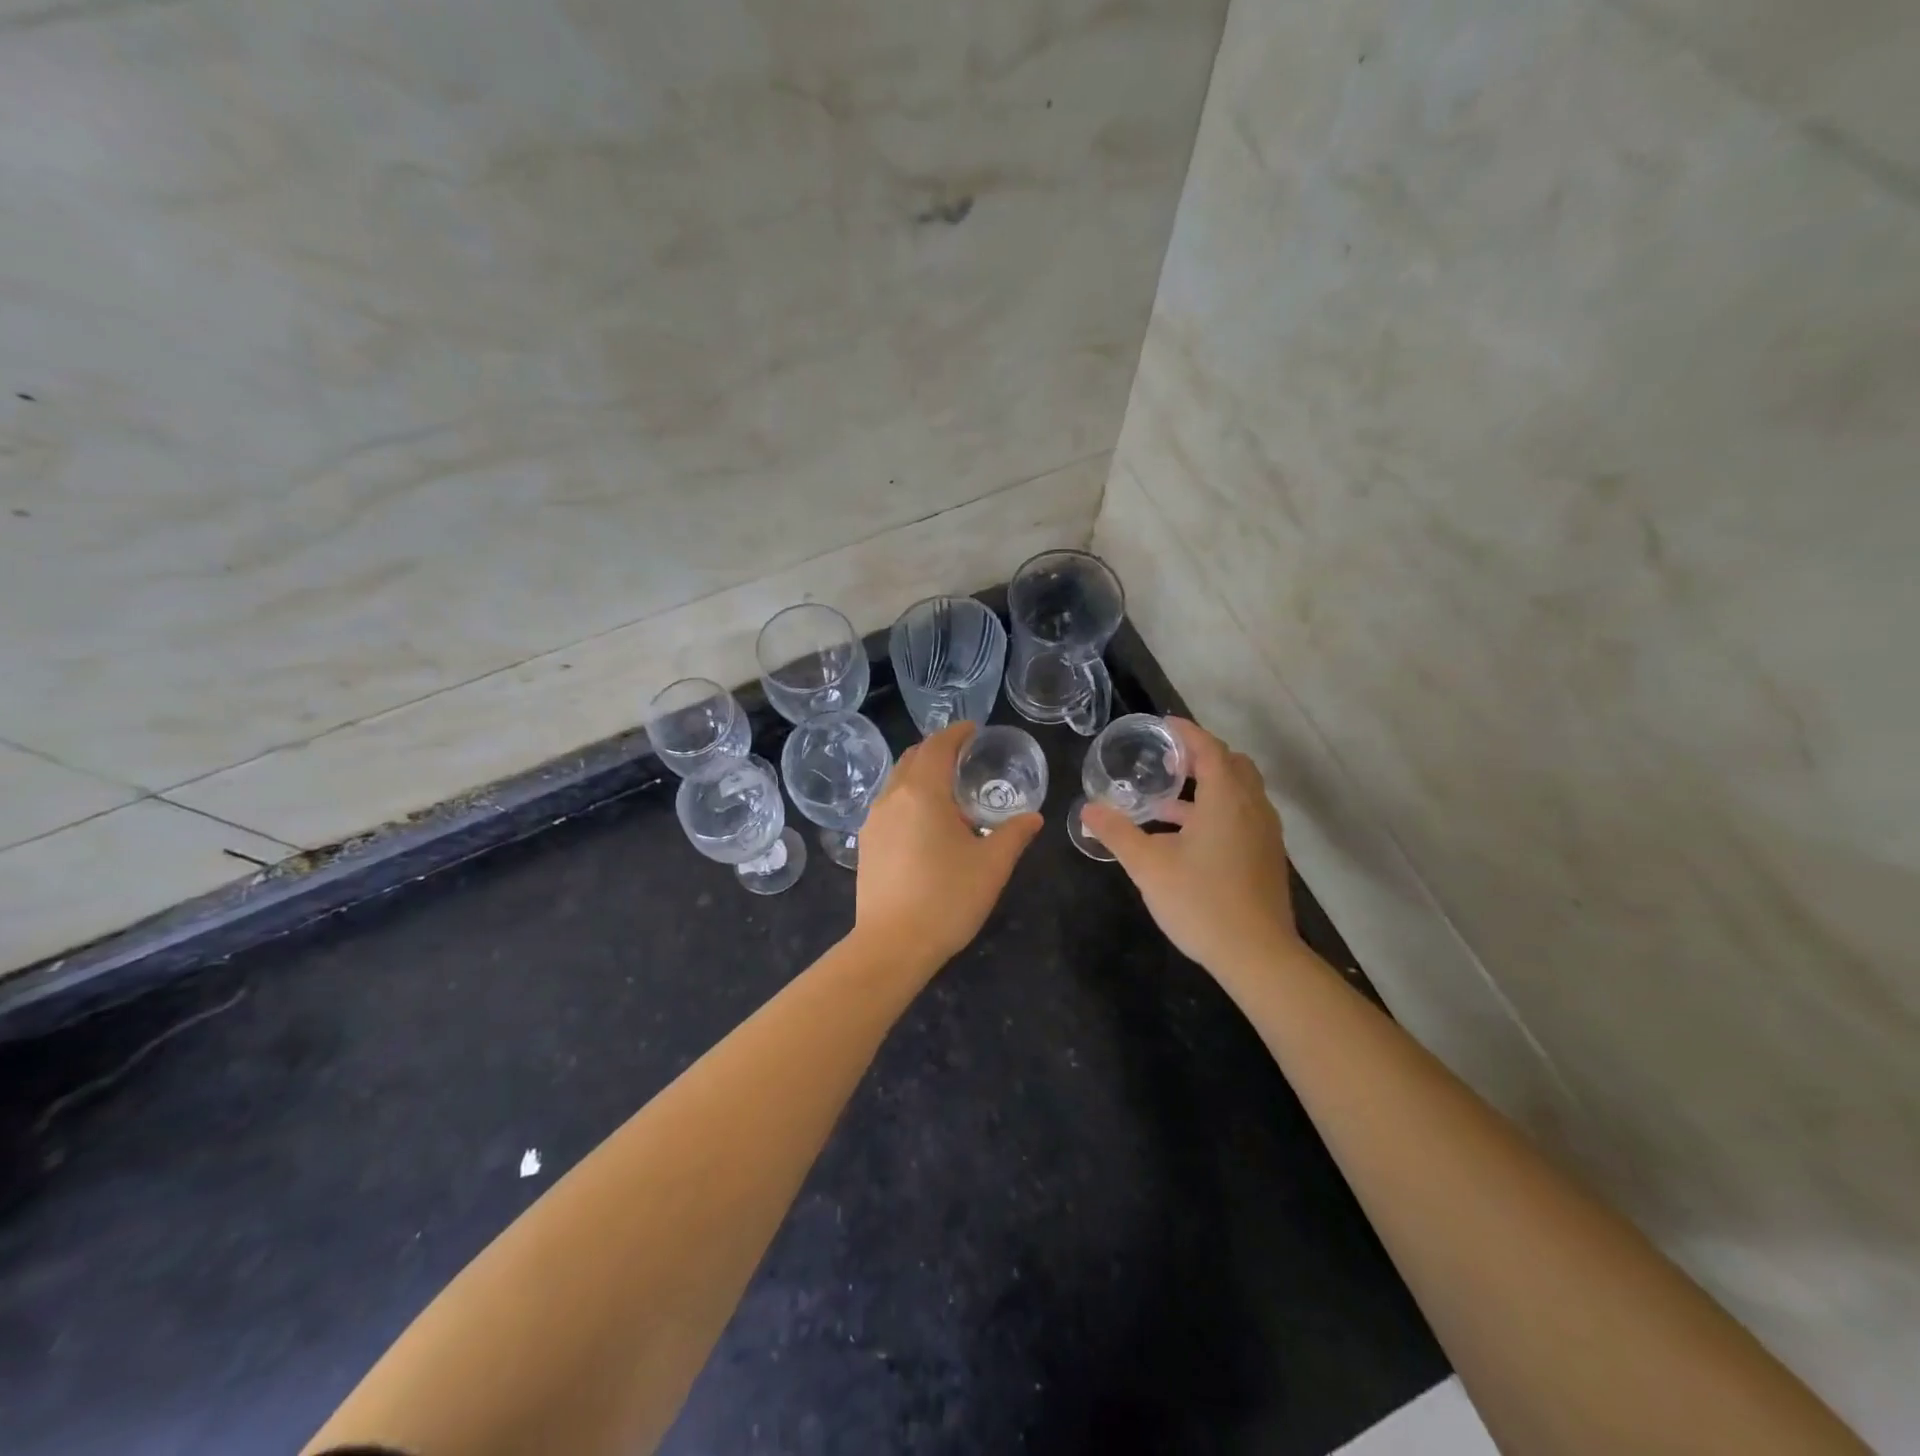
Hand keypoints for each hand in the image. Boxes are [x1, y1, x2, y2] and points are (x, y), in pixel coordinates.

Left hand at [854, 722, 1042, 969]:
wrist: (892, 945)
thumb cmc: (947, 898)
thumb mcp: (992, 865)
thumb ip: (1014, 834)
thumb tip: (1033, 818)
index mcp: (923, 793)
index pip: (938, 746)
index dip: (956, 733)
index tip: (973, 729)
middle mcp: (893, 798)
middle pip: (912, 758)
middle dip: (937, 750)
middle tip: (964, 756)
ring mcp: (874, 821)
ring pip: (897, 781)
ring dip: (921, 774)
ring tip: (948, 790)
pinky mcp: (866, 844)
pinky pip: (889, 805)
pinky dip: (908, 797)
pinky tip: (926, 822)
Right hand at [1081, 718, 1298, 975]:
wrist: (1258, 956)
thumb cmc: (1201, 902)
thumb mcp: (1148, 866)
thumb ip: (1117, 833)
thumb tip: (1087, 810)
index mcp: (1226, 799)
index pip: (1209, 749)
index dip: (1186, 732)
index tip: (1163, 724)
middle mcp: (1252, 808)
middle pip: (1232, 765)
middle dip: (1200, 757)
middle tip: (1167, 761)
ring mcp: (1264, 834)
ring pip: (1239, 793)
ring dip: (1206, 788)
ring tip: (1164, 803)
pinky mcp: (1266, 857)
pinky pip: (1242, 816)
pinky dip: (1216, 811)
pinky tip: (1185, 840)